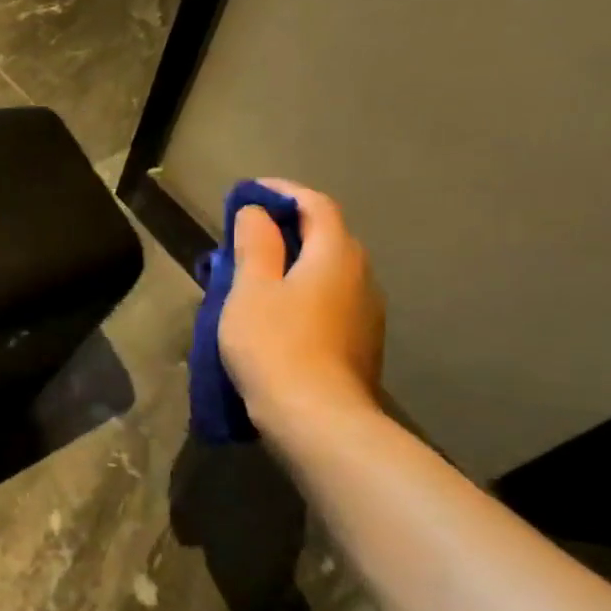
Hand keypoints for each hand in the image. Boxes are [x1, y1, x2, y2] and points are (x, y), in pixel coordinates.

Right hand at [219, 180, 383, 433]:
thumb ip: (255, 243)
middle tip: (245, 235)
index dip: (283, 192)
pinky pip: (329, 300)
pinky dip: (302, 292)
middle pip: (326, 237)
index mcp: (336, 255)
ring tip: (254, 276)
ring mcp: (366, 313)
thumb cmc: (275, 345)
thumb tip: (257, 212)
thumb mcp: (251, 289)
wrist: (317, 419)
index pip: (316, 205)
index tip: (250, 192)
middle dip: (286, 228)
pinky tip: (276, 314)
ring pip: (328, 272)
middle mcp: (361, 276)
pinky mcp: (360, 343)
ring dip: (293, 263)